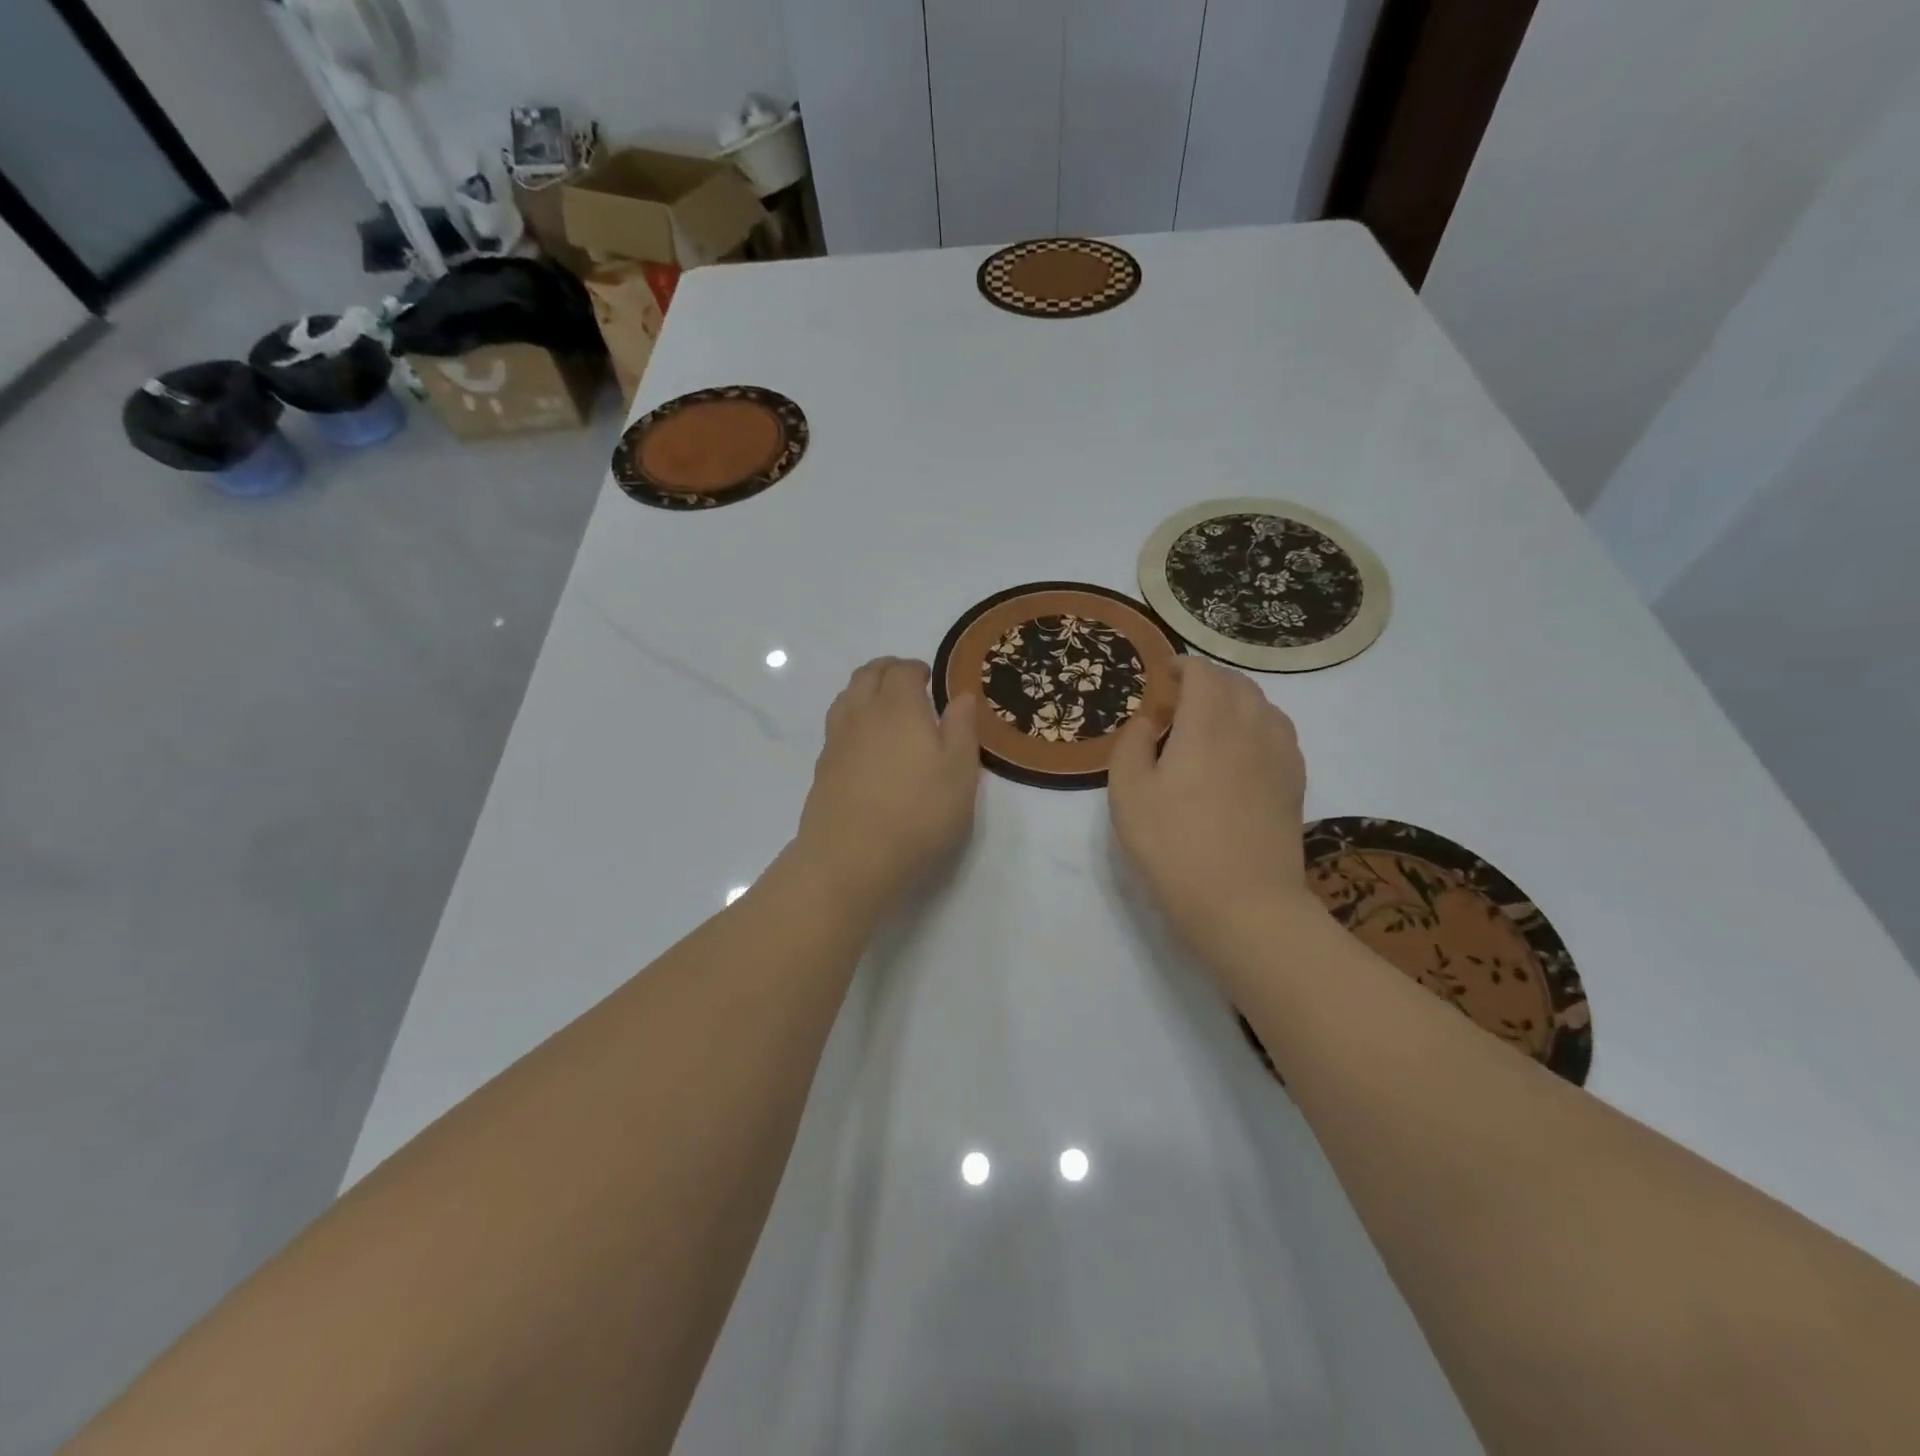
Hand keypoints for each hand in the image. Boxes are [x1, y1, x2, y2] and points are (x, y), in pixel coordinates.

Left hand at [795, 657, 980, 908]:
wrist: (851, 859)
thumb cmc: (918, 814)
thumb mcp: (960, 773)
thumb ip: (962, 729)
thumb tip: (960, 695)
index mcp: (898, 707)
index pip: (902, 671)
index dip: (916, 668)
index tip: (929, 678)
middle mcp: (862, 714)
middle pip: (867, 675)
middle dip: (887, 670)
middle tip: (906, 681)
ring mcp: (836, 740)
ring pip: (846, 697)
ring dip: (865, 690)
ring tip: (883, 705)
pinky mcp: (822, 768)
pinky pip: (836, 725)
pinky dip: (851, 717)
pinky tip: (864, 741)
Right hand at [1108, 658, 1318, 976]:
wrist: (1243, 903)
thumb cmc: (1174, 845)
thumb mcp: (1128, 793)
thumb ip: (1132, 744)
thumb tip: (1149, 720)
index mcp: (1208, 723)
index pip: (1203, 672)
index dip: (1182, 665)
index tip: (1163, 675)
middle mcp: (1251, 727)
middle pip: (1237, 683)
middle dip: (1208, 680)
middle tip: (1180, 699)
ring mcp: (1281, 755)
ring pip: (1264, 706)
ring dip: (1236, 701)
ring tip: (1212, 721)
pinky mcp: (1295, 783)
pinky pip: (1280, 734)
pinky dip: (1258, 725)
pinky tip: (1242, 751)